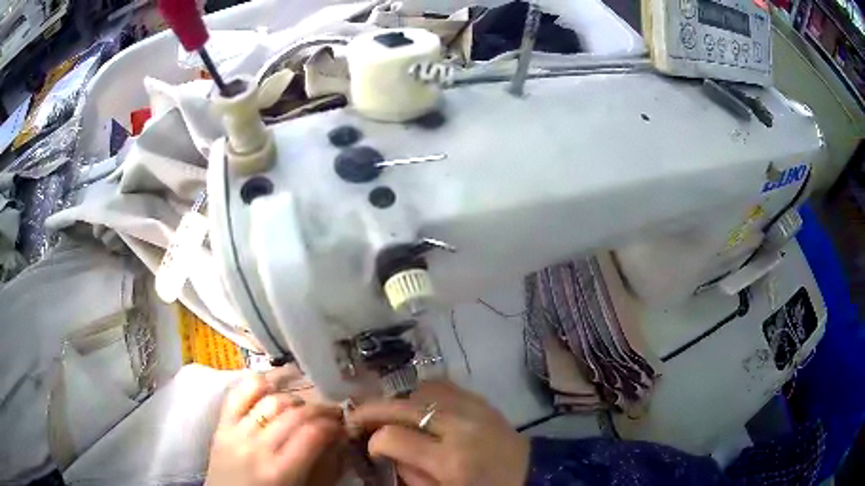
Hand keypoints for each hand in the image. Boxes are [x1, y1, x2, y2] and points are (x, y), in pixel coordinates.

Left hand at [206, 373, 344, 485]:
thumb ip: (322, 468)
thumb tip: (338, 440)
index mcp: (279, 471)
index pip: (312, 435)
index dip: (332, 426)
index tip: (341, 426)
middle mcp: (257, 447)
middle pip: (294, 414)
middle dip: (319, 409)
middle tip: (331, 412)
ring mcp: (235, 432)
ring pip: (271, 400)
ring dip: (294, 399)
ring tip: (303, 406)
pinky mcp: (221, 424)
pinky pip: (239, 393)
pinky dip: (258, 385)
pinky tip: (272, 389)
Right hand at [348, 380, 529, 485]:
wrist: (529, 473)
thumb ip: (409, 473)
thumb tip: (384, 448)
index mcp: (450, 459)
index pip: (393, 437)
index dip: (374, 441)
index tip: (370, 447)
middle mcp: (459, 427)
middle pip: (402, 406)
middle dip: (372, 409)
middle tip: (356, 416)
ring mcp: (472, 407)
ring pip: (420, 389)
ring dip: (398, 400)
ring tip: (389, 413)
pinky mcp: (481, 399)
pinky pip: (442, 384)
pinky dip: (422, 392)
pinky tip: (417, 404)